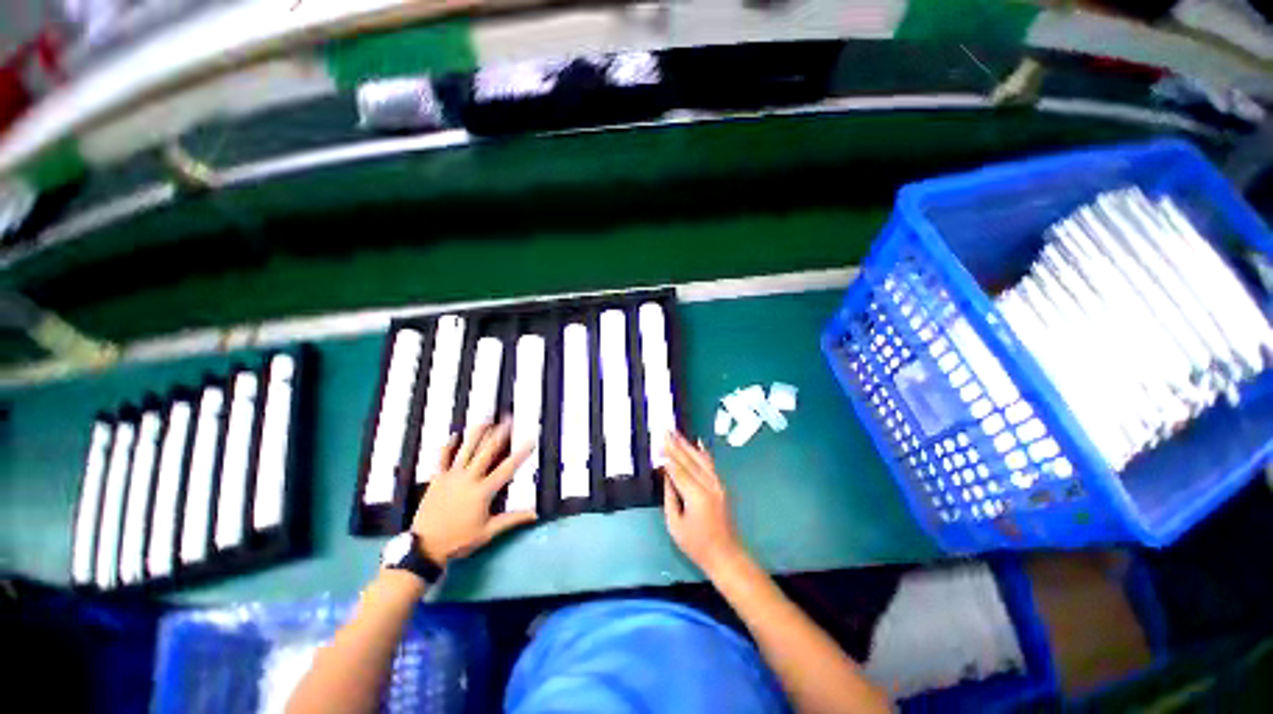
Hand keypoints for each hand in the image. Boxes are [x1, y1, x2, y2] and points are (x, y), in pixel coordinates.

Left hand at [411, 420, 537, 565]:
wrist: (425, 547)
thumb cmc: (459, 541)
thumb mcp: (488, 532)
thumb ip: (512, 520)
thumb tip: (535, 514)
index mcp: (483, 491)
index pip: (507, 468)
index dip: (521, 454)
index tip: (531, 440)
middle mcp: (469, 479)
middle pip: (487, 452)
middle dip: (500, 434)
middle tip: (508, 420)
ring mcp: (451, 477)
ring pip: (466, 450)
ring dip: (477, 433)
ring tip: (486, 419)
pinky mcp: (437, 479)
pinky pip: (442, 459)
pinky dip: (447, 447)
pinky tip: (454, 436)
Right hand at [662, 430, 747, 575]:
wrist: (726, 555)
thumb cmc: (696, 544)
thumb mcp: (675, 525)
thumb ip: (670, 497)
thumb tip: (666, 475)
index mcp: (696, 496)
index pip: (678, 471)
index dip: (667, 458)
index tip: (657, 444)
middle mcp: (709, 485)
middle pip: (689, 461)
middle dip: (676, 445)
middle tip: (665, 430)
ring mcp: (717, 484)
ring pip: (700, 459)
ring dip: (687, 445)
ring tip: (676, 432)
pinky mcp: (720, 485)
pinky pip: (710, 464)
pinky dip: (703, 452)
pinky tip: (698, 442)